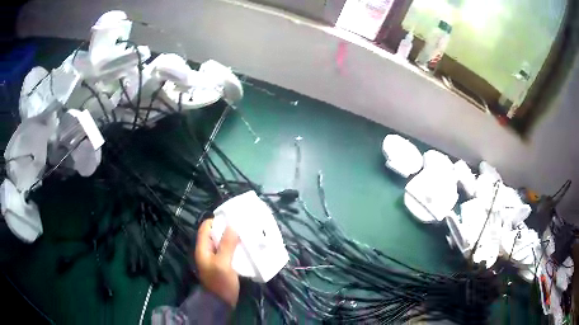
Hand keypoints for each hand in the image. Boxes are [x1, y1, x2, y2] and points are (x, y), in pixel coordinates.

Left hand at [195, 219, 239, 306]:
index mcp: (203, 248)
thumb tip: (232, 226)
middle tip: (242, 226)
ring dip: (232, 239)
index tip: (231, 218)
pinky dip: (235, 248)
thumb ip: (227, 245)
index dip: (216, 221)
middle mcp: (207, 251)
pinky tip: (245, 248)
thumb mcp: (223, 263)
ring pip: (222, 243)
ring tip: (246, 235)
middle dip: (227, 229)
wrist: (221, 302)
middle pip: (215, 234)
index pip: (205, 227)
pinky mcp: (223, 265)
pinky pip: (228, 252)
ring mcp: (215, 259)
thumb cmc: (220, 282)